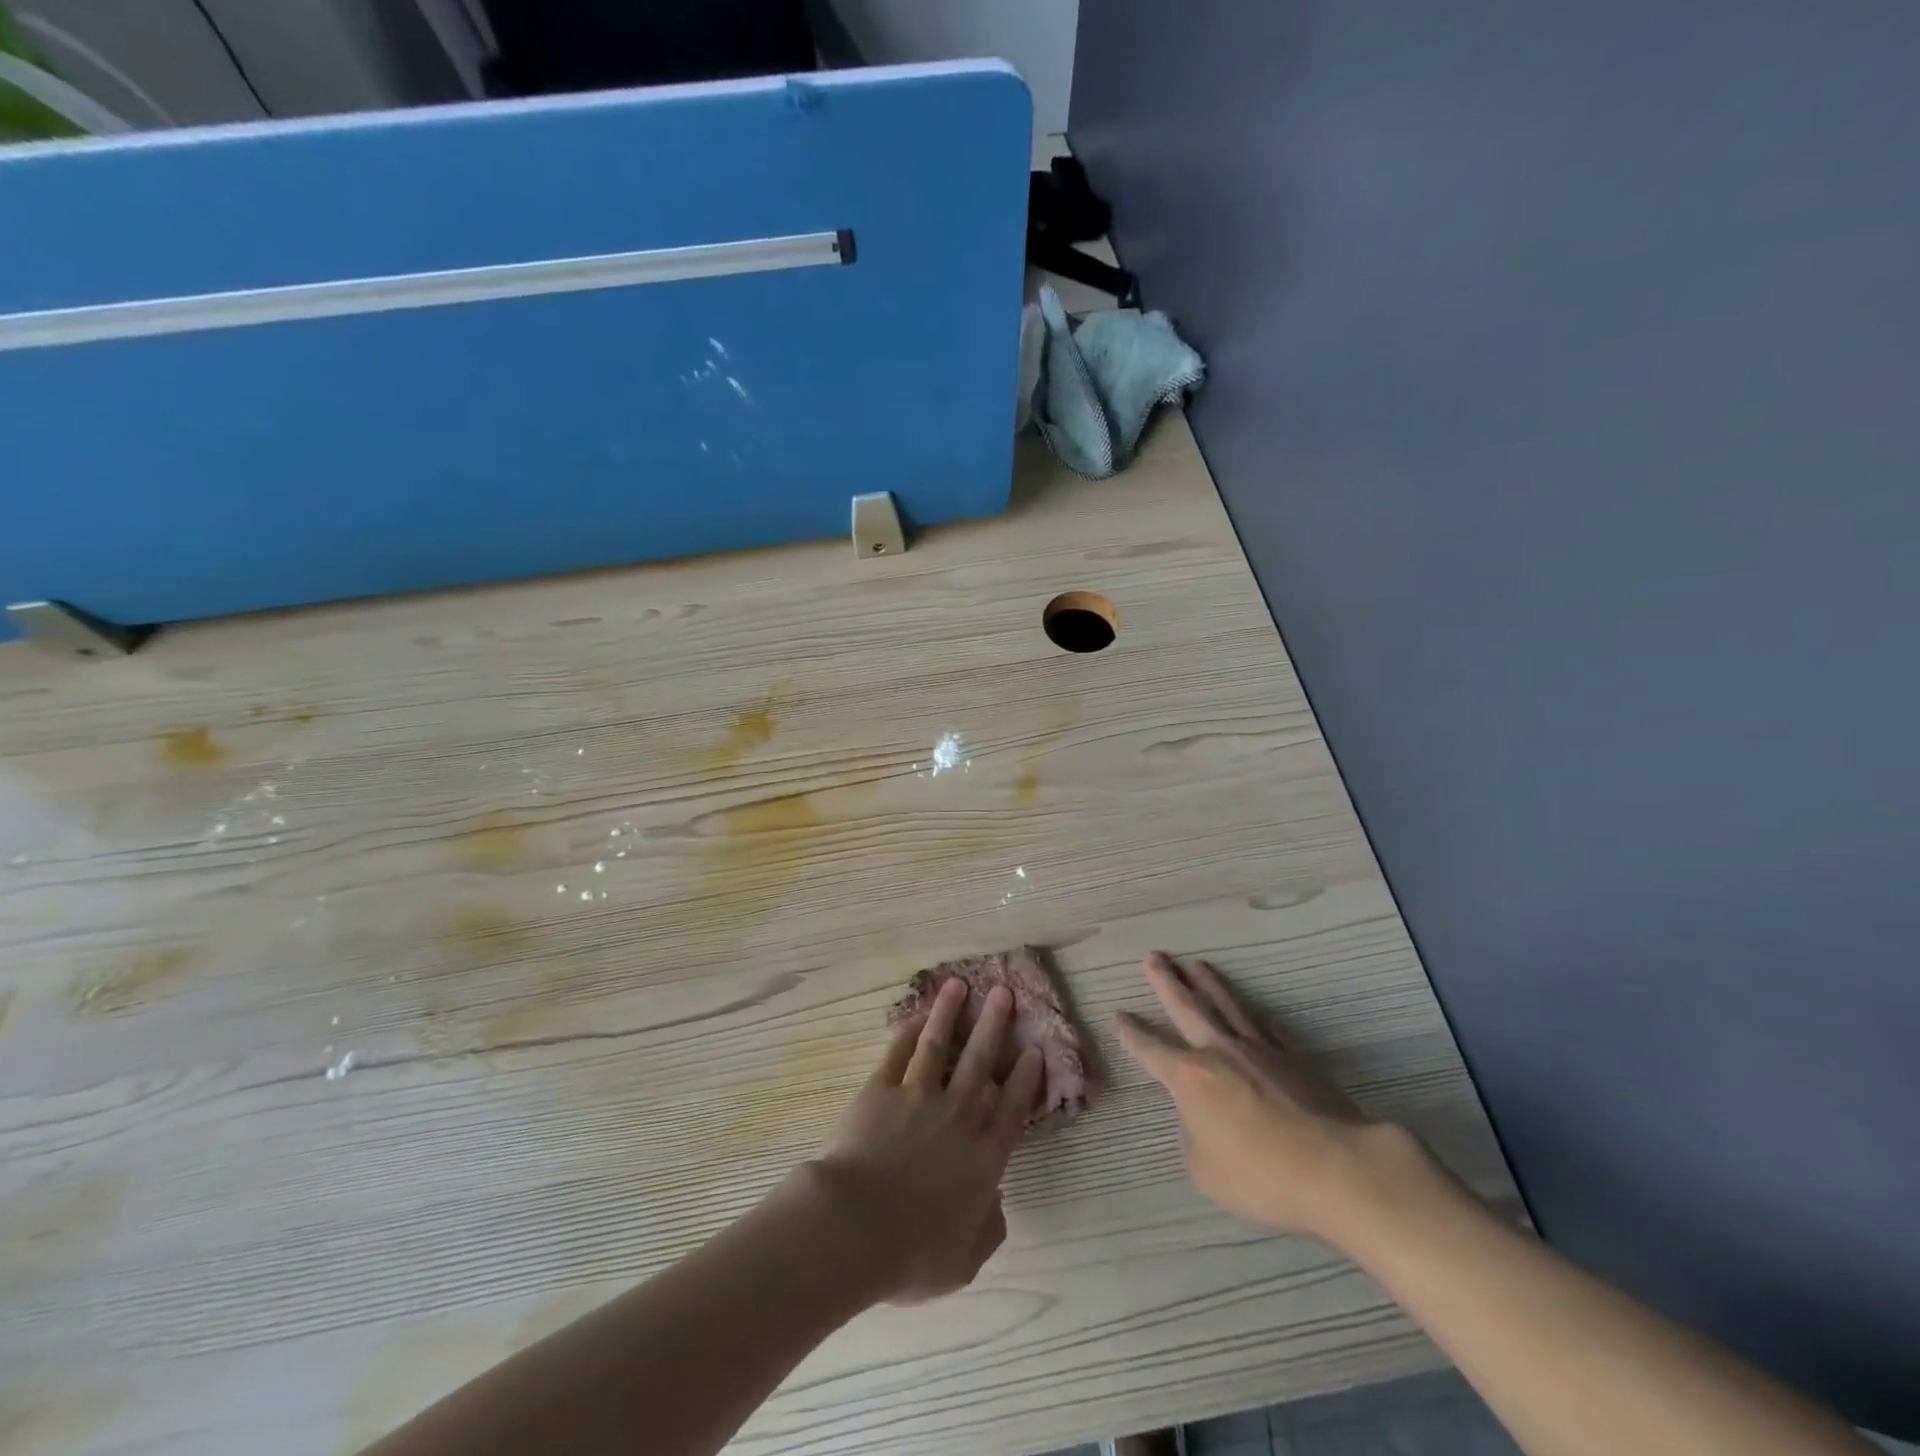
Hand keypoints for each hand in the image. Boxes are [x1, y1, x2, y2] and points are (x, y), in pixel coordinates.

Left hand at [810, 978, 1044, 1303]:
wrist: (854, 1227)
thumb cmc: (912, 1252)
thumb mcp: (964, 1260)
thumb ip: (987, 1228)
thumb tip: (996, 1202)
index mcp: (981, 1157)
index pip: (1011, 1108)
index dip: (1025, 1078)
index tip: (1034, 1048)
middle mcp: (956, 1117)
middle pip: (980, 1062)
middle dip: (993, 1025)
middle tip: (1003, 992)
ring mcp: (916, 1098)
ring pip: (938, 1046)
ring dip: (949, 1014)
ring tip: (958, 985)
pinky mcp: (880, 1090)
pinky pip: (898, 1055)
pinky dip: (908, 1034)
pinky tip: (916, 1017)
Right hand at [1117, 952, 1405, 1240]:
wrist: (1336, 1167)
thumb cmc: (1261, 1175)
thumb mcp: (1205, 1170)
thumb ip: (1193, 1136)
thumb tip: (1201, 1116)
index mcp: (1189, 1077)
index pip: (1151, 1049)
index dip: (1132, 1033)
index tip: (1118, 1015)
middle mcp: (1219, 1051)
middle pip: (1187, 1007)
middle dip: (1166, 983)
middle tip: (1153, 957)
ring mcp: (1259, 1049)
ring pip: (1226, 1005)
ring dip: (1207, 984)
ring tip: (1194, 964)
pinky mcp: (1293, 1057)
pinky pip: (1265, 1027)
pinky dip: (1252, 1015)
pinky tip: (1250, 1010)